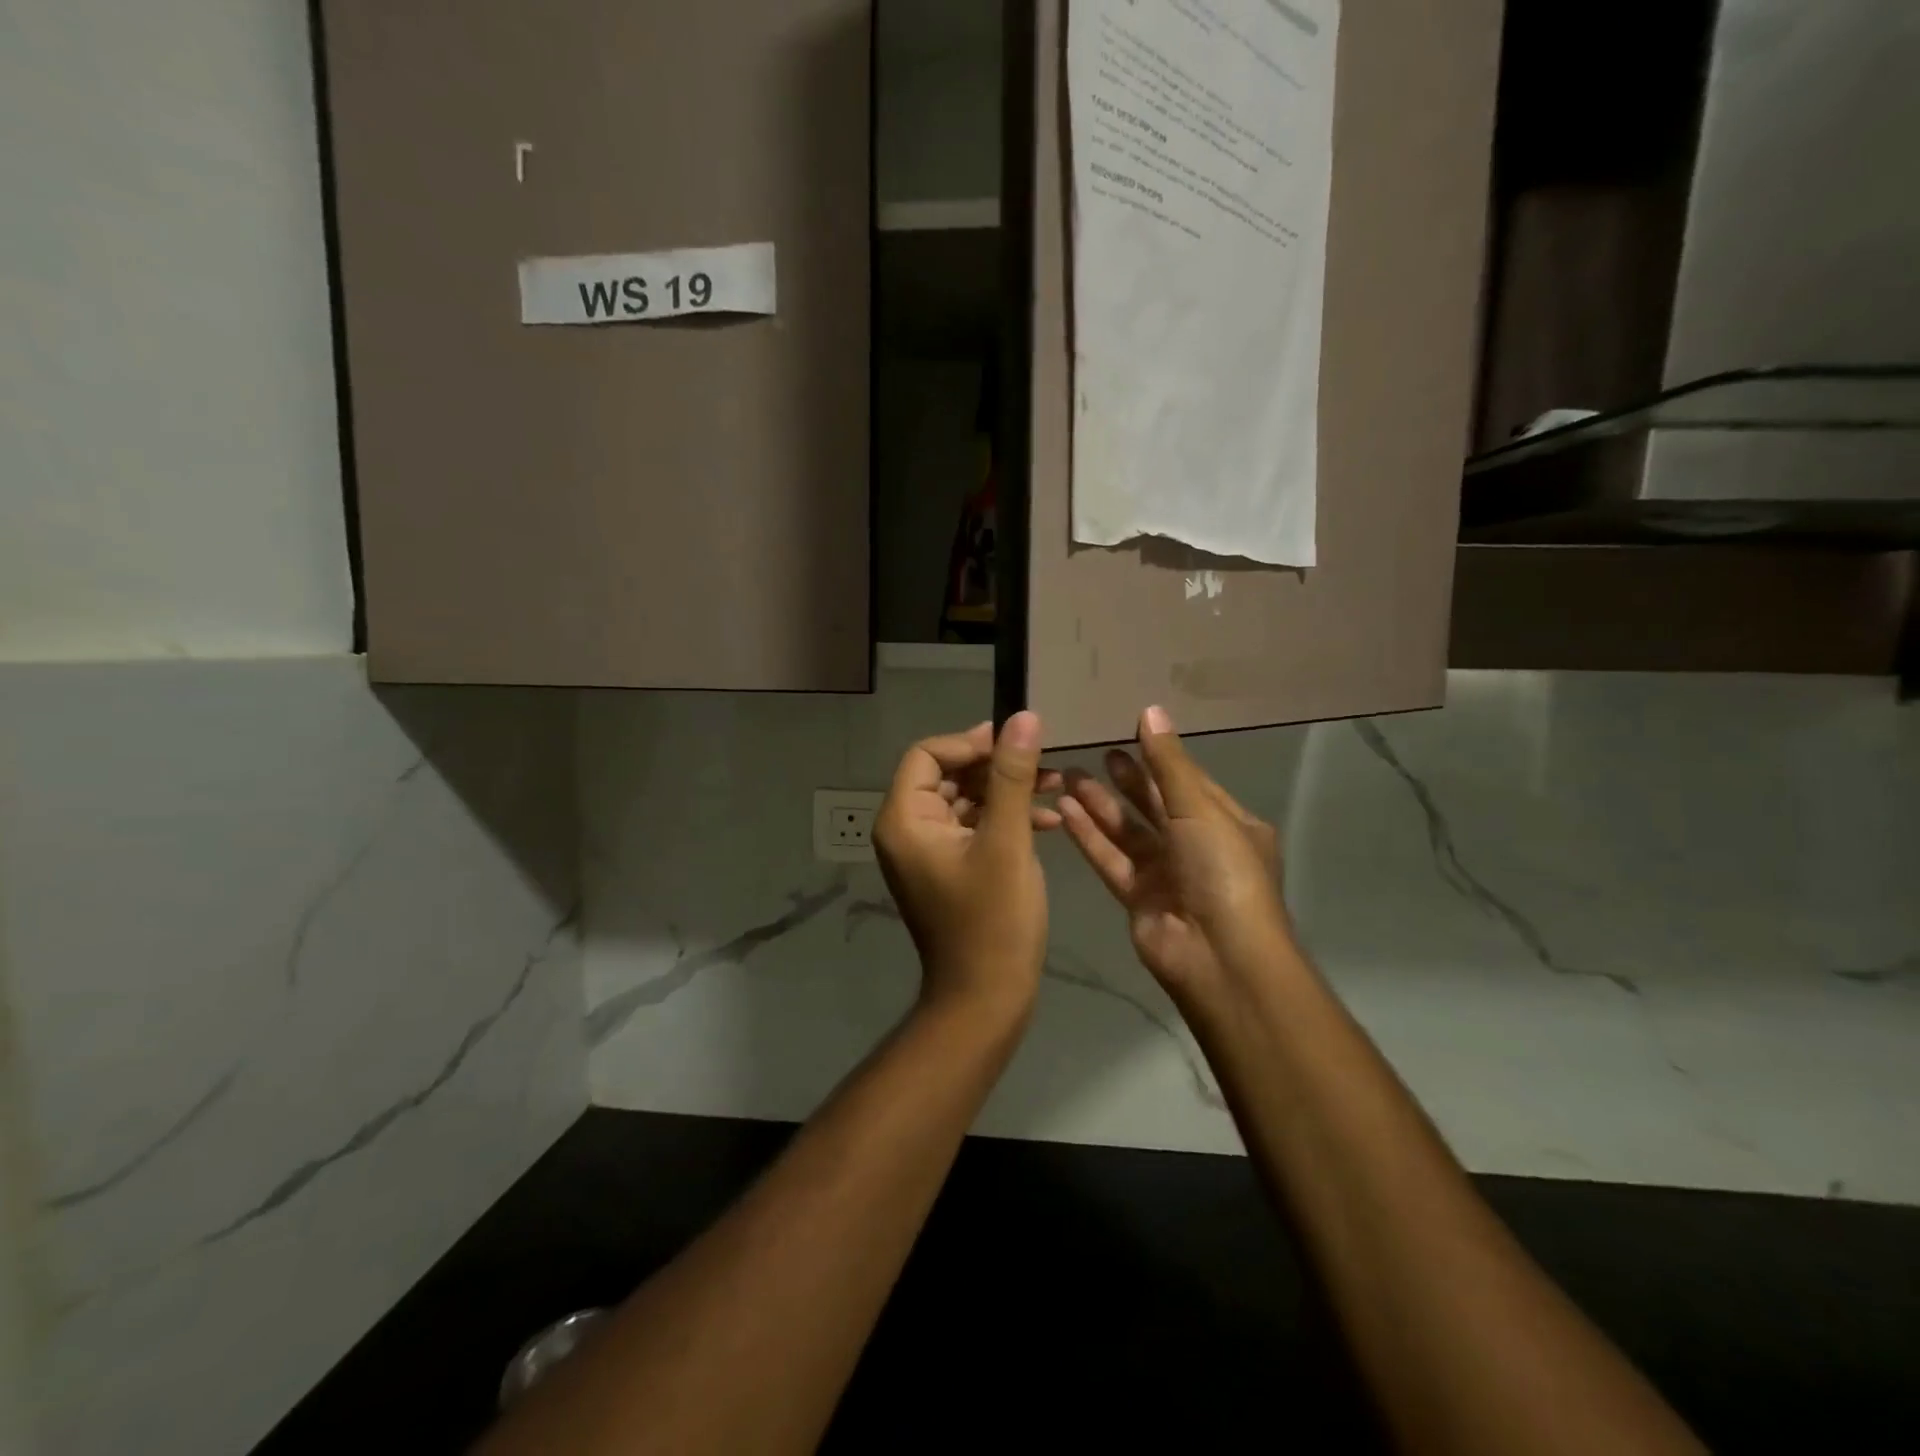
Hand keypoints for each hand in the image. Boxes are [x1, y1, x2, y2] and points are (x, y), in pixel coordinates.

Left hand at [874, 713, 1061, 1020]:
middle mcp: (907, 831)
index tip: (1015, 745)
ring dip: (1007, 791)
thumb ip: (1013, 776)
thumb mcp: (1007, 841)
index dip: (970, 742)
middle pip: (946, 774)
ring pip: (965, 800)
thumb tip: (1022, 717)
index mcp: (904, 820)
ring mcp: (927, 852)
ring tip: (1055, 784)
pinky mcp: (949, 869)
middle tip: (1043, 763)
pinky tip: (1048, 820)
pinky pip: (973, 828)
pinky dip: (1005, 819)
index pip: (927, 755)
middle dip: (995, 766)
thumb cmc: (993, 921)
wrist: (986, 999)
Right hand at [1059, 706, 1290, 1004]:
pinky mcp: (1137, 898)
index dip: (1161, 757)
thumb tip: (1150, 711)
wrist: (1218, 957)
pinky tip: (1064, 810)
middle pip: (1156, 805)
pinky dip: (1089, 836)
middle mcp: (1197, 847)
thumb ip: (1169, 763)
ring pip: (1127, 832)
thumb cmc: (1222, 872)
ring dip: (1100, 805)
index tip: (1129, 729)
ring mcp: (1166, 874)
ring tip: (1068, 775)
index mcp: (1227, 825)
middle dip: (1127, 779)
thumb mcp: (1200, 809)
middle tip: (1097, 752)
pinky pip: (1110, 859)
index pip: (1189, 782)